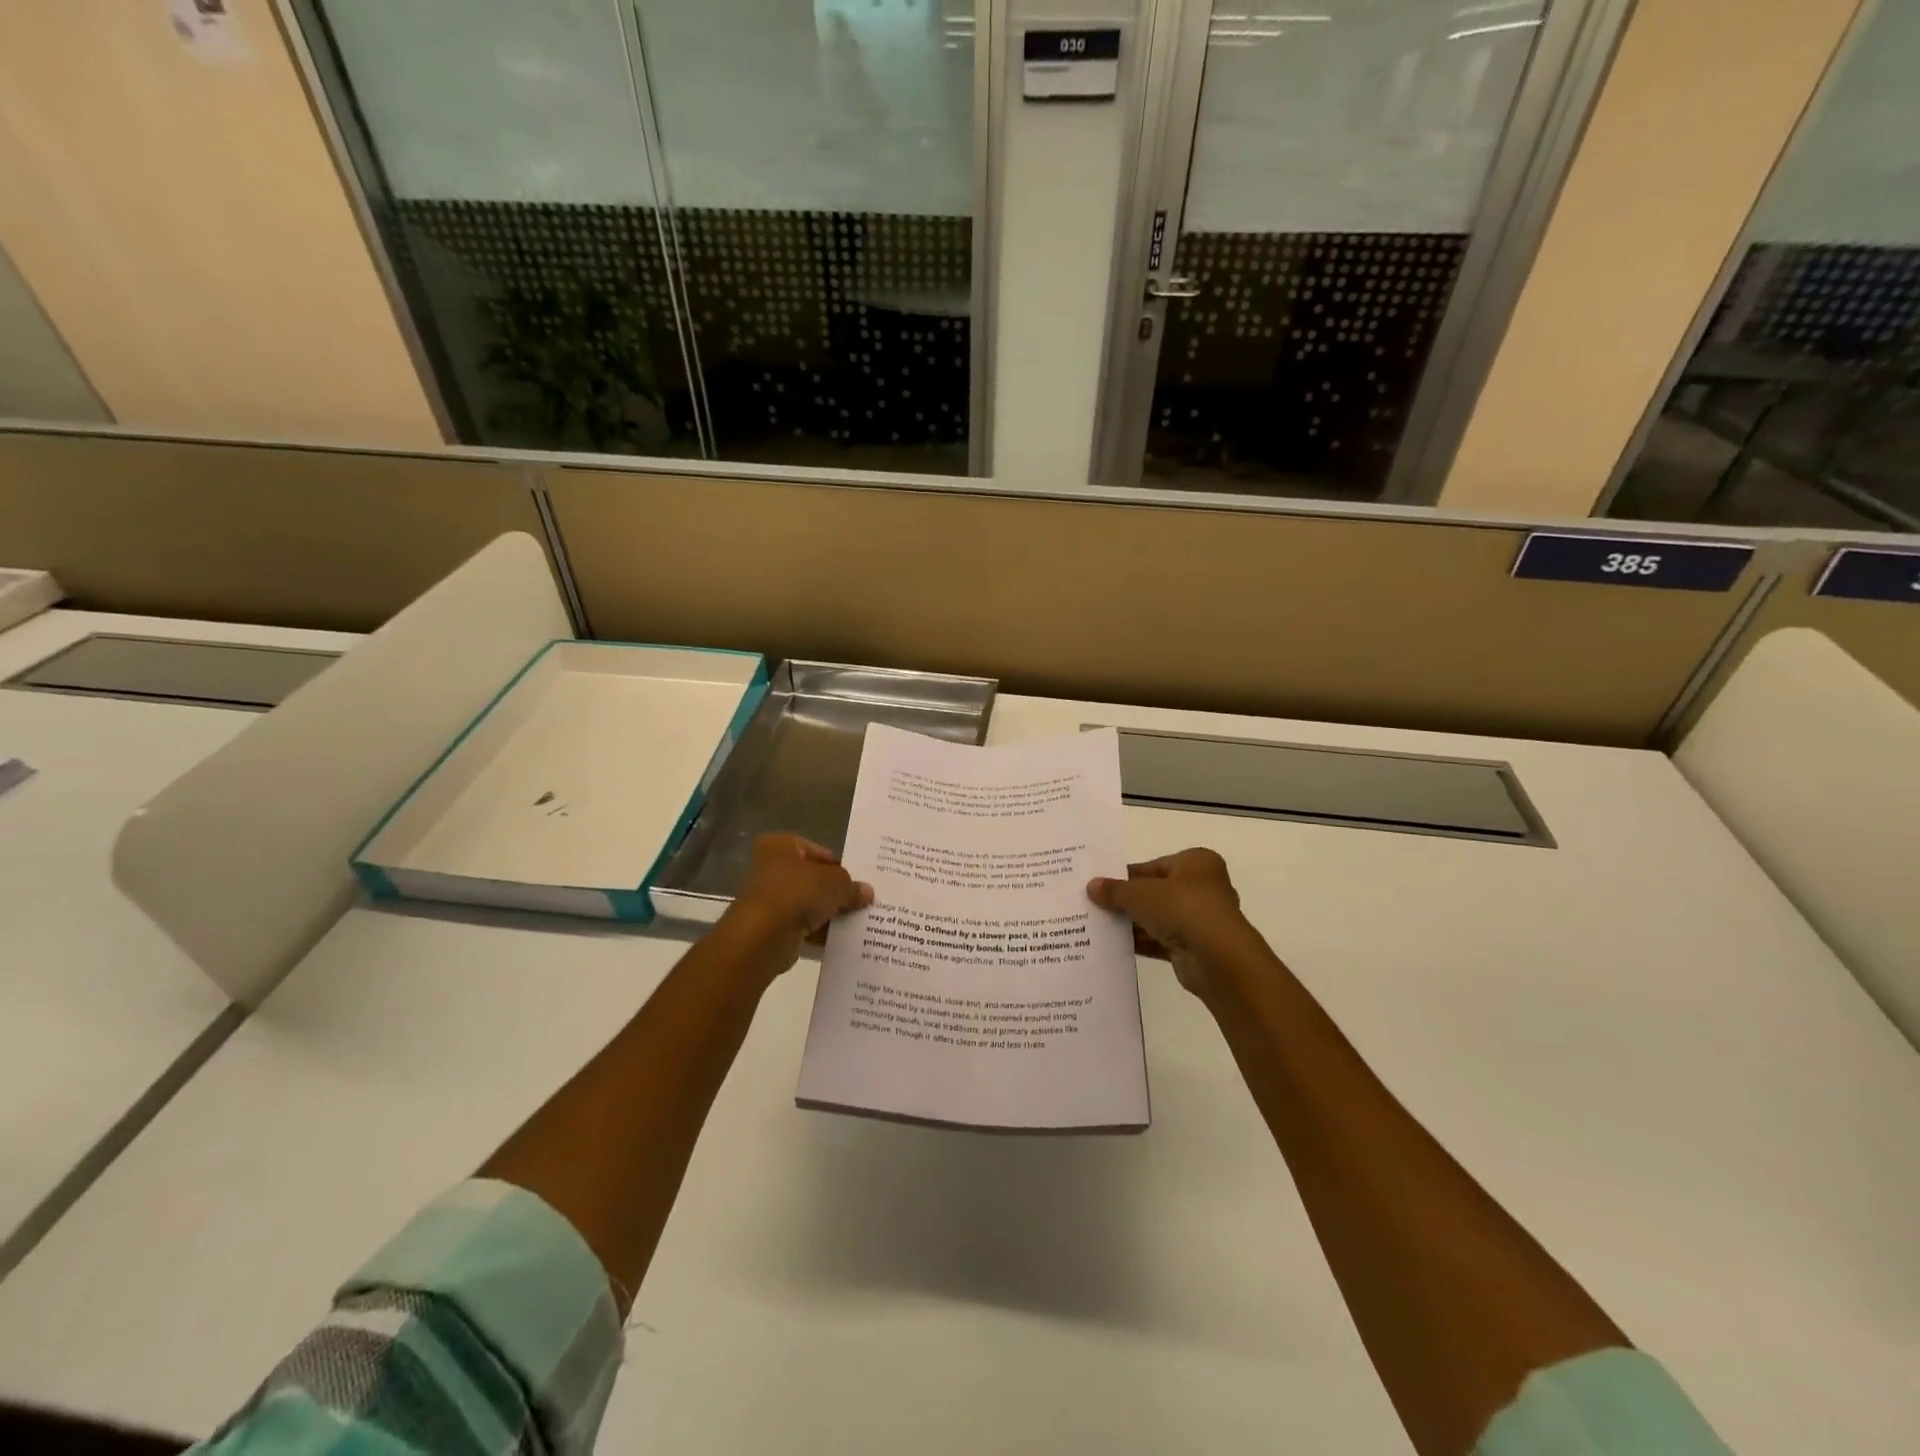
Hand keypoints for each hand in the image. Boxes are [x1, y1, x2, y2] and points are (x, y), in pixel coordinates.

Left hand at [722, 833, 872, 974]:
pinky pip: (802, 925)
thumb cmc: (797, 893)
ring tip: (855, 920)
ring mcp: (770, 899)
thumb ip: (851, 886)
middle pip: (813, 878)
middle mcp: (771, 868)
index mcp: (780, 846)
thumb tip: (866, 893)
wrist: (763, 936)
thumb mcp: (835, 883)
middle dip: (834, 891)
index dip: (837, 866)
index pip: (817, 851)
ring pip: (808, 903)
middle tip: (859, 900)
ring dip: (828, 913)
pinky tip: (840, 938)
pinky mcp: (772, 927)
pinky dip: (818, 931)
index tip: (856, 880)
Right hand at [1087, 848, 1253, 1002]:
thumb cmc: (1183, 909)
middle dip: (1126, 900)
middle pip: (1154, 892)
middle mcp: (1201, 887)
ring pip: (1156, 917)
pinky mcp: (1193, 947)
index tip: (1098, 884)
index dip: (1124, 875)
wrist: (1218, 960)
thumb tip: (1092, 886)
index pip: (1152, 866)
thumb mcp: (1140, 894)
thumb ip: (1115, 890)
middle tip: (1093, 903)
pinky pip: (1160, 940)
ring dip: (1130, 922)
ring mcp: (1198, 919)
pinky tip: (1111, 944)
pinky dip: (1139, 941)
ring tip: (1096, 924)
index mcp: (1196, 863)